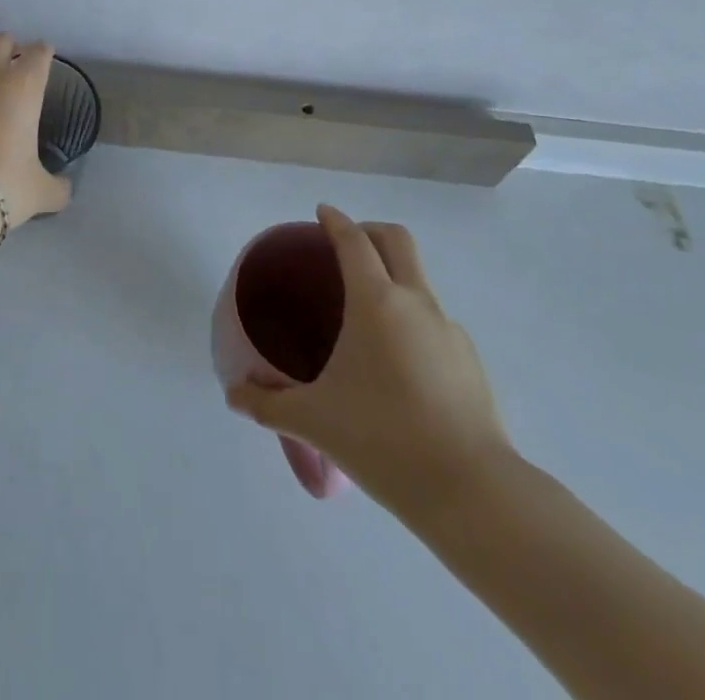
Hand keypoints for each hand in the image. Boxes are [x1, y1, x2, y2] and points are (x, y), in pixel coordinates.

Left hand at [0, 35, 71, 220]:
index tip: (43, 61)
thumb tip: (64, 188)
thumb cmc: (1, 187)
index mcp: (24, 86)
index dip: (43, 55)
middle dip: (9, 49)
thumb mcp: (40, 192)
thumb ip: (57, 186)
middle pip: (2, 40)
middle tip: (11, 67)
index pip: (39, 53)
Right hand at [226, 205, 513, 510]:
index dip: (335, 221)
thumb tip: (233, 396)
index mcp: (376, 301)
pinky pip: (434, 321)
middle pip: (397, 240)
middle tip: (345, 247)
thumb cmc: (382, 439)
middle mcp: (415, 302)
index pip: (354, 241)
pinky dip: (411, 319)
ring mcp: (449, 329)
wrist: (472, 491)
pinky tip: (397, 363)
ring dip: (392, 277)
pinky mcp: (469, 360)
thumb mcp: (314, 421)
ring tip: (366, 315)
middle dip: (370, 231)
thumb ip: (268, 404)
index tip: (321, 213)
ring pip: (418, 280)